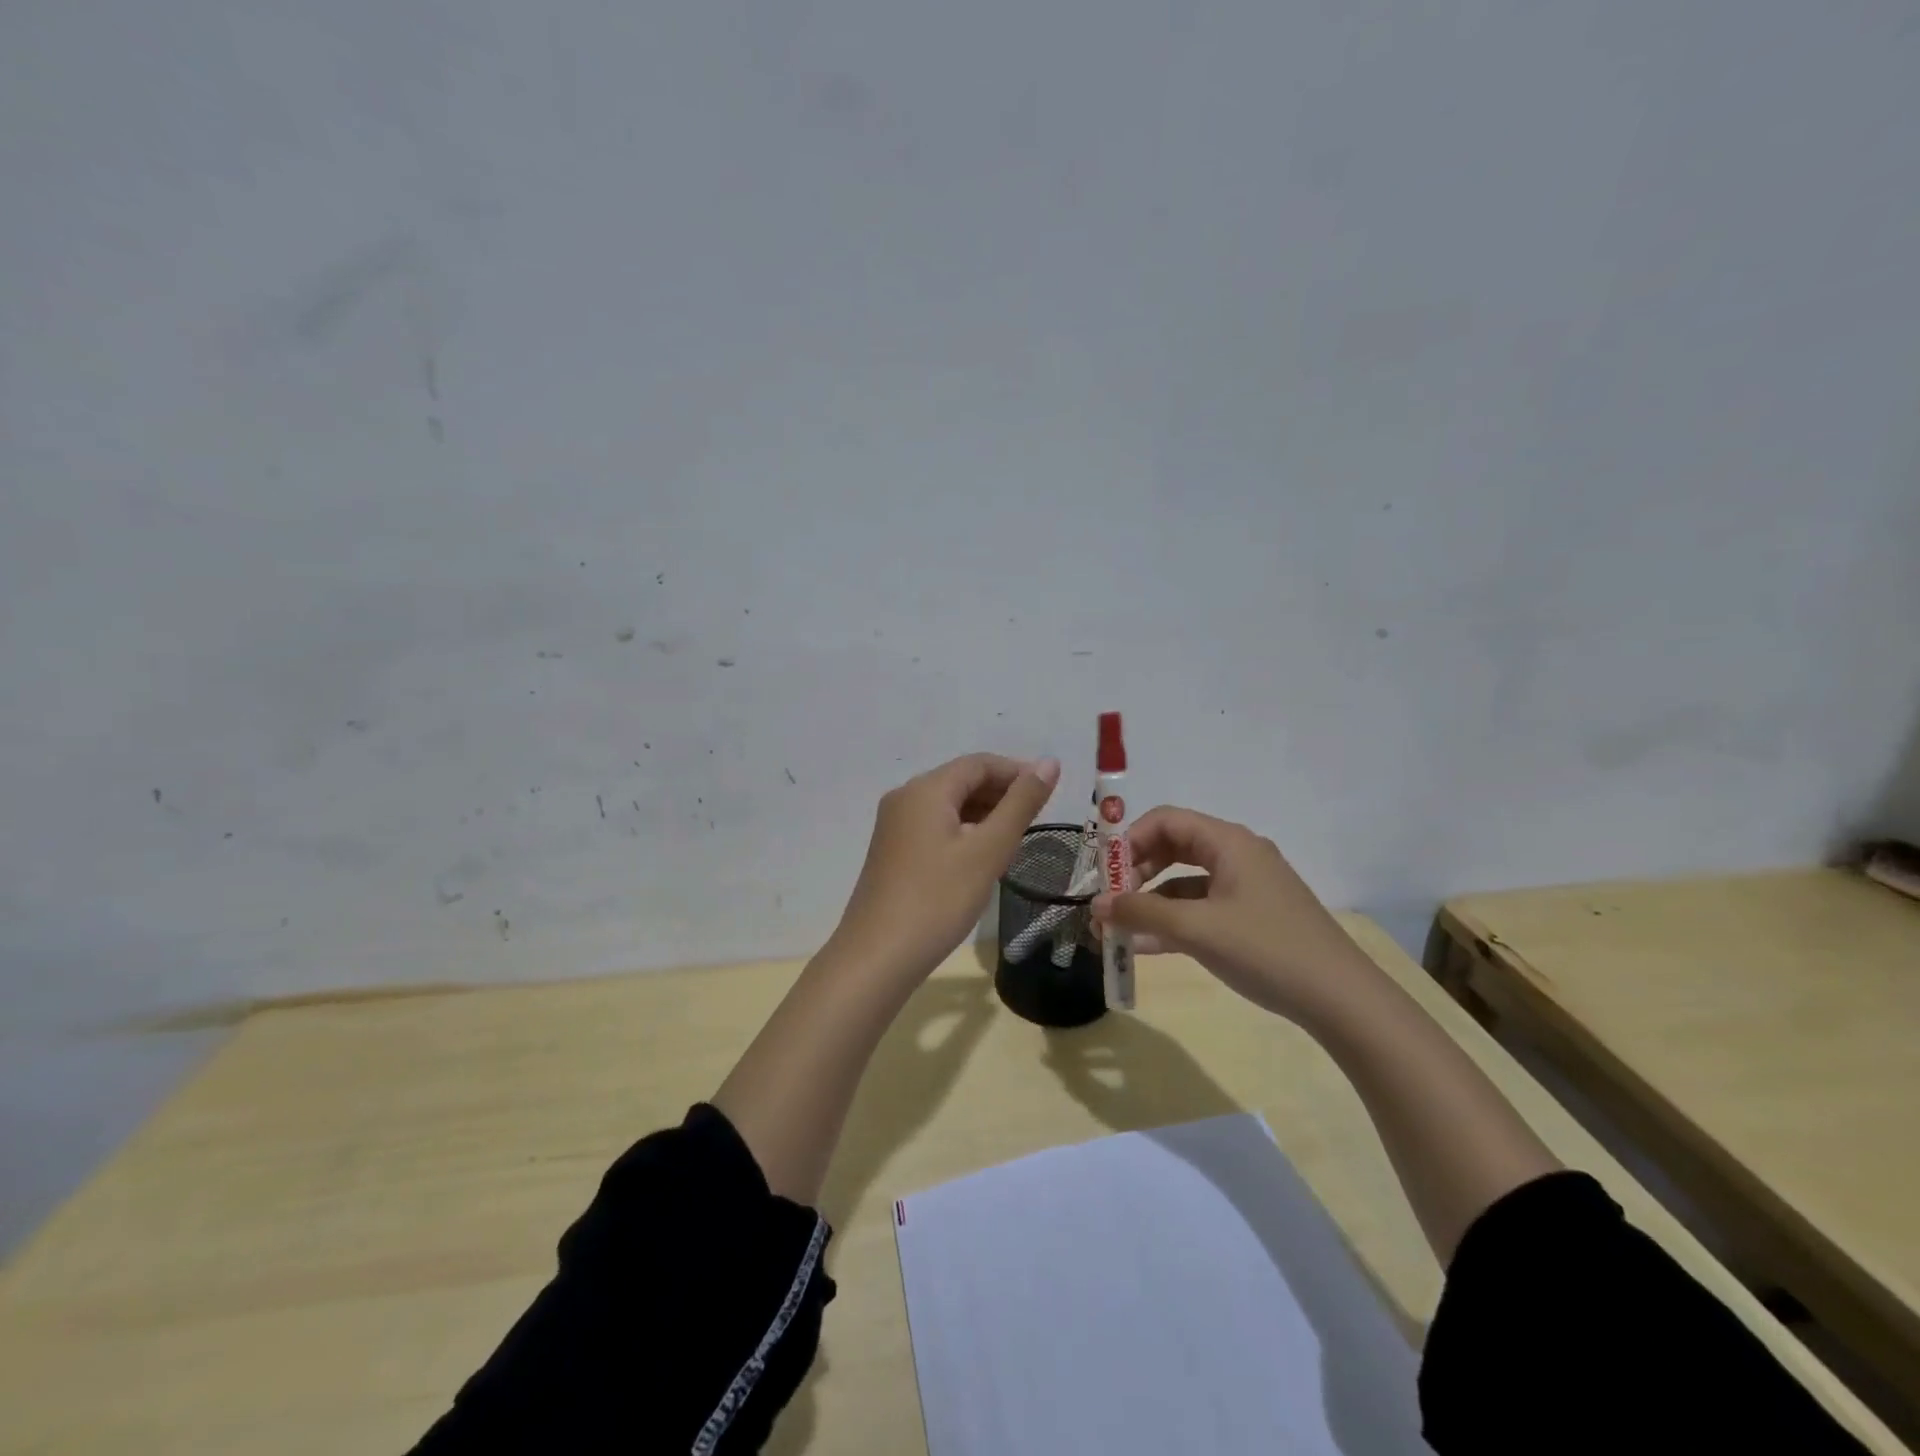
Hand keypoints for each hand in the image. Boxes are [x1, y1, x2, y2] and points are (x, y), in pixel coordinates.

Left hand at [830, 753, 1061, 983]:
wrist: (878, 956)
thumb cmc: (938, 899)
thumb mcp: (988, 850)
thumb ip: (1021, 804)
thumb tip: (1049, 762)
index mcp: (926, 789)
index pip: (979, 763)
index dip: (1017, 771)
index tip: (1049, 793)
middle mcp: (905, 797)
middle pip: (961, 781)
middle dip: (1001, 793)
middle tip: (1037, 820)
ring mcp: (894, 825)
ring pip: (948, 805)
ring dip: (984, 814)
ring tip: (1015, 841)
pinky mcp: (892, 851)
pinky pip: (934, 826)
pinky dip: (963, 832)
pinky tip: (981, 858)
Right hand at [1091, 806, 1369, 1024]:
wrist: (1341, 1000)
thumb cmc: (1266, 949)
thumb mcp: (1196, 929)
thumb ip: (1141, 912)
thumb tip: (1095, 905)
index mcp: (1228, 842)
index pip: (1166, 820)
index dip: (1129, 840)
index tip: (1103, 873)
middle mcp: (1237, 854)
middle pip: (1173, 847)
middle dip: (1136, 872)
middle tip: (1109, 900)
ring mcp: (1246, 887)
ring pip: (1184, 881)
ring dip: (1150, 900)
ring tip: (1118, 928)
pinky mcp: (1251, 917)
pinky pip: (1200, 908)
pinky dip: (1173, 921)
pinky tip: (1145, 946)